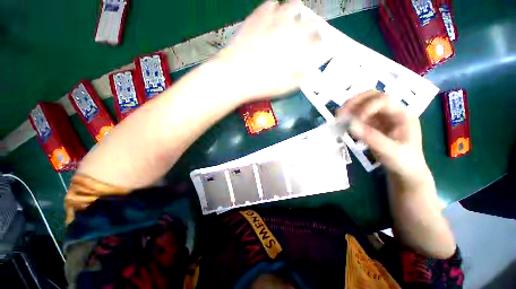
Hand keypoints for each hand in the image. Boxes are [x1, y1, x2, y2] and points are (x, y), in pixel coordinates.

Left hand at [216, 0, 326, 100]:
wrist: (237, 75)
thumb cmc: (263, 83)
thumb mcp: (286, 86)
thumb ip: (302, 77)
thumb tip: (314, 74)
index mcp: (299, 46)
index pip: (318, 38)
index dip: (319, 41)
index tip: (316, 46)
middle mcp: (291, 28)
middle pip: (310, 19)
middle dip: (312, 25)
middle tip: (306, 33)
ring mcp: (274, 19)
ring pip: (292, 5)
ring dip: (296, 12)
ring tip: (290, 21)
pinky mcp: (257, 17)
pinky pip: (270, 4)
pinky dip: (274, 8)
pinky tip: (272, 15)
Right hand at [338, 91, 430, 183]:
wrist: (405, 171)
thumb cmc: (403, 161)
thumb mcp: (390, 151)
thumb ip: (371, 138)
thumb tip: (350, 126)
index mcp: (403, 115)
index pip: (384, 100)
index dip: (367, 107)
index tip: (355, 120)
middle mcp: (391, 112)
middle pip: (372, 97)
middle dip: (355, 102)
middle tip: (341, 111)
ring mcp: (381, 118)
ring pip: (364, 105)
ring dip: (350, 108)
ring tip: (338, 116)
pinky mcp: (372, 125)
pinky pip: (359, 116)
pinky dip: (349, 117)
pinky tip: (343, 123)